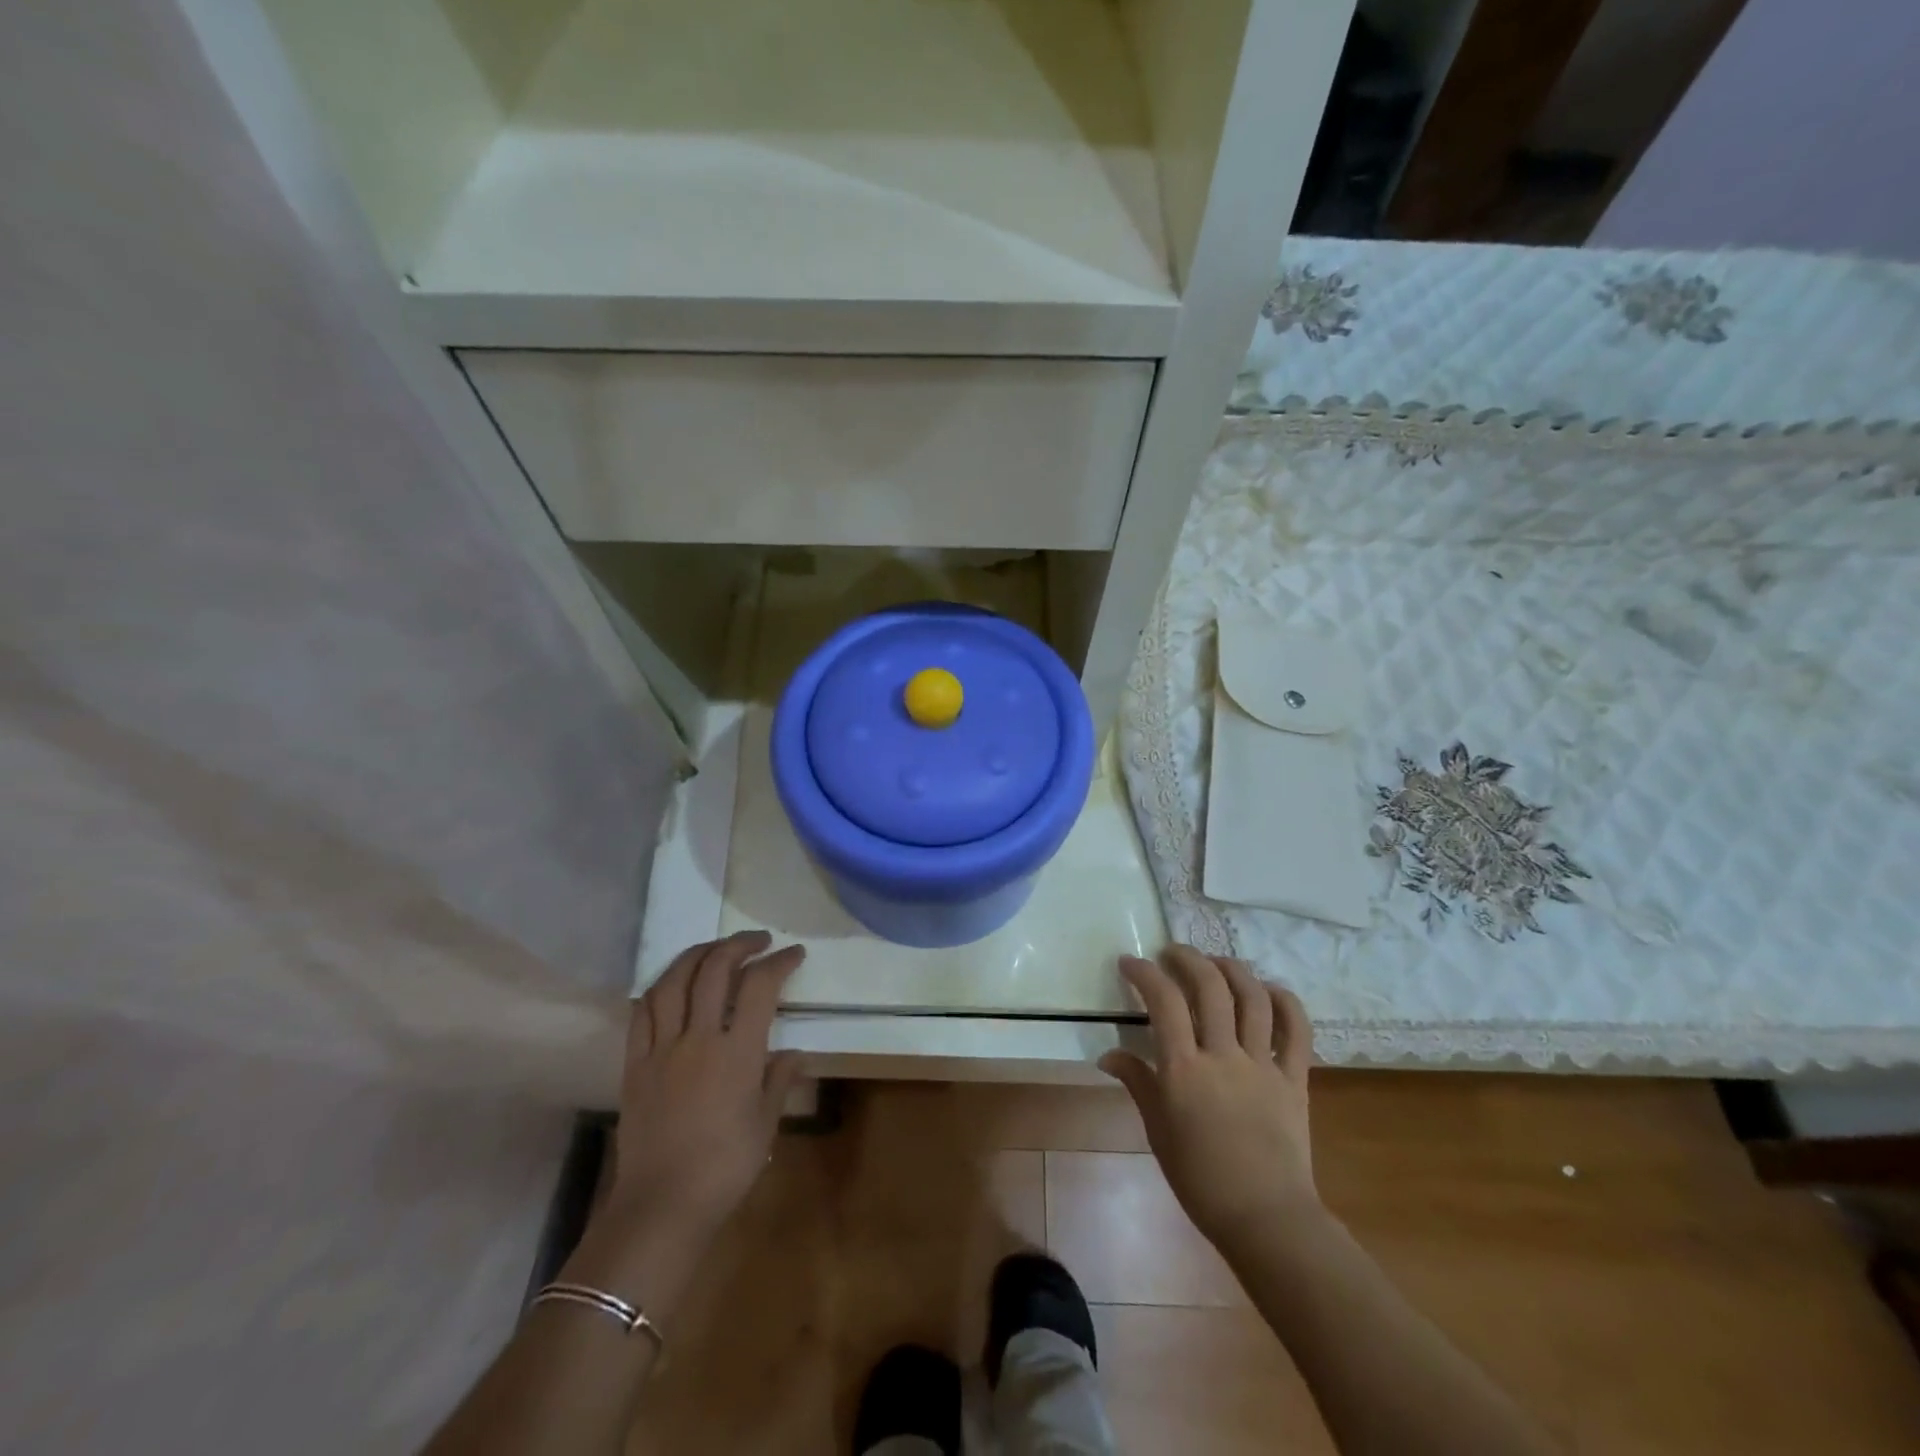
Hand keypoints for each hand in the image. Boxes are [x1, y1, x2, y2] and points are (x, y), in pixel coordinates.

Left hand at [603, 931, 804, 1249]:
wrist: (661, 1206)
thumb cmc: (724, 1168)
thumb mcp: (765, 1124)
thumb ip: (779, 1080)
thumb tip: (793, 1053)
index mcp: (737, 1052)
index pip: (760, 986)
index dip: (780, 962)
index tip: (794, 954)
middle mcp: (698, 1038)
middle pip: (715, 969)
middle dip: (739, 945)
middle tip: (758, 941)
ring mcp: (661, 1048)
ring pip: (674, 981)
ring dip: (697, 954)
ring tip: (715, 949)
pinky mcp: (635, 1064)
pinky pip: (642, 1013)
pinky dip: (659, 989)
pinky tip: (671, 984)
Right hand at [1099, 946, 1320, 1255]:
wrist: (1265, 1219)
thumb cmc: (1200, 1179)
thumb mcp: (1158, 1130)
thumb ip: (1138, 1083)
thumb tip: (1109, 1055)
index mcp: (1184, 1069)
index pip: (1162, 1001)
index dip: (1144, 973)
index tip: (1130, 962)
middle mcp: (1223, 1056)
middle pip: (1209, 987)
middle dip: (1188, 958)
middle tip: (1172, 953)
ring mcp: (1263, 1065)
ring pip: (1252, 998)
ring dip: (1232, 969)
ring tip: (1216, 962)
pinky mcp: (1295, 1080)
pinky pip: (1297, 1031)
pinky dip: (1285, 1002)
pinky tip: (1269, 990)